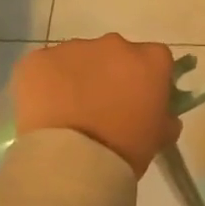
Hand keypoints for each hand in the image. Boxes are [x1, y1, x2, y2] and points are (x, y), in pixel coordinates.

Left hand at [14, 35, 180, 177]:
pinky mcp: (38, 60)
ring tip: (69, 113)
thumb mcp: (160, 136)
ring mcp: (74, 48)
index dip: (147, 79)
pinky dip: (45, 83)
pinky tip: (45, 111)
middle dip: (111, 74)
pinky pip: (45, 67)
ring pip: (79, 59)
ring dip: (77, 78)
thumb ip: (166, 117)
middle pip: (116, 54)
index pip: (155, 60)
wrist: (72, 162)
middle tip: (102, 108)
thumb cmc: (125, 150)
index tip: (140, 100)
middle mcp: (115, 44)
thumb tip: (163, 114)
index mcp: (151, 59)